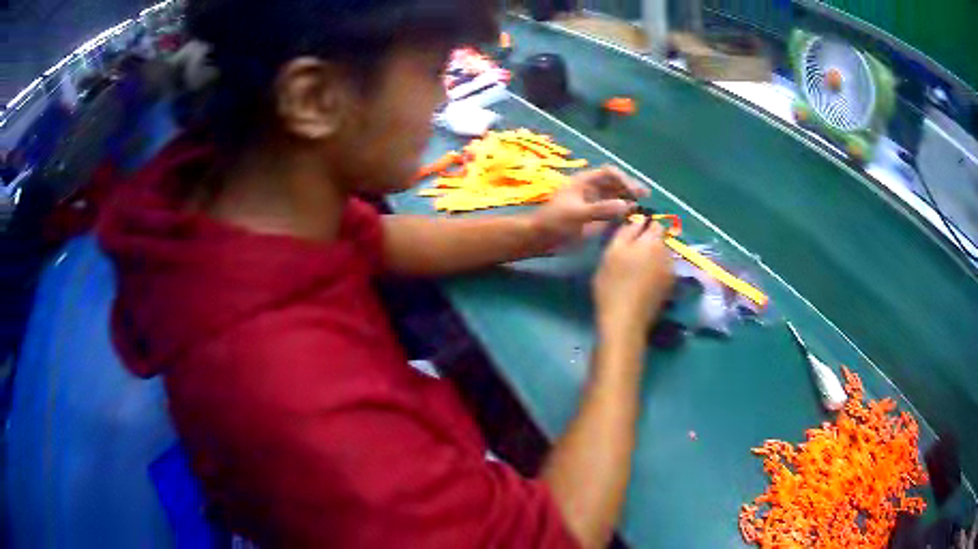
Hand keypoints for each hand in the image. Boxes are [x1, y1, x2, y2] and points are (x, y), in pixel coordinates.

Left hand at [531, 166, 648, 249]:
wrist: (541, 239)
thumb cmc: (554, 222)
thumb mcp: (577, 214)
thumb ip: (601, 209)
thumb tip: (626, 205)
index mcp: (585, 182)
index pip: (609, 173)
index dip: (623, 179)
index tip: (634, 191)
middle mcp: (592, 190)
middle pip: (615, 183)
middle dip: (630, 187)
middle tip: (646, 195)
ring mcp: (594, 203)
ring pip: (616, 196)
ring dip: (629, 199)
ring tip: (642, 206)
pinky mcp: (595, 217)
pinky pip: (613, 210)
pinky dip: (623, 211)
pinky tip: (632, 216)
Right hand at [593, 221, 674, 336]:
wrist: (625, 321)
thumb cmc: (614, 283)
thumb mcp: (613, 251)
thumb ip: (628, 231)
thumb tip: (639, 217)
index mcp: (654, 242)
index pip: (656, 223)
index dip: (644, 224)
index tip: (631, 231)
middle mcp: (668, 255)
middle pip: (661, 240)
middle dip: (649, 241)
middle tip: (629, 250)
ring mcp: (670, 274)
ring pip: (663, 256)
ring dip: (653, 257)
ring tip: (635, 267)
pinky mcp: (668, 290)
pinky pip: (663, 271)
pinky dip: (655, 271)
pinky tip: (641, 281)